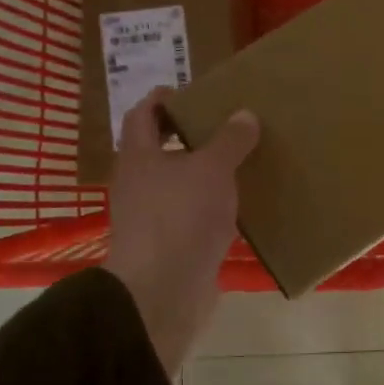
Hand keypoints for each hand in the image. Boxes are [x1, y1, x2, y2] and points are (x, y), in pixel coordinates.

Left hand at [106, 90, 259, 377]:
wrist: (163, 292)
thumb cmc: (180, 217)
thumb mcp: (211, 169)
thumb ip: (229, 141)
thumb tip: (244, 114)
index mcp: (139, 157)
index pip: (143, 114)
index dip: (164, 99)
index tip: (194, 92)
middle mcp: (140, 184)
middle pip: (162, 149)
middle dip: (192, 136)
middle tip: (230, 125)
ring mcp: (154, 217)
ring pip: (181, 184)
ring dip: (207, 173)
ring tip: (244, 161)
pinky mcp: (173, 245)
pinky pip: (195, 215)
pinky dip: (215, 206)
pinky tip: (243, 204)